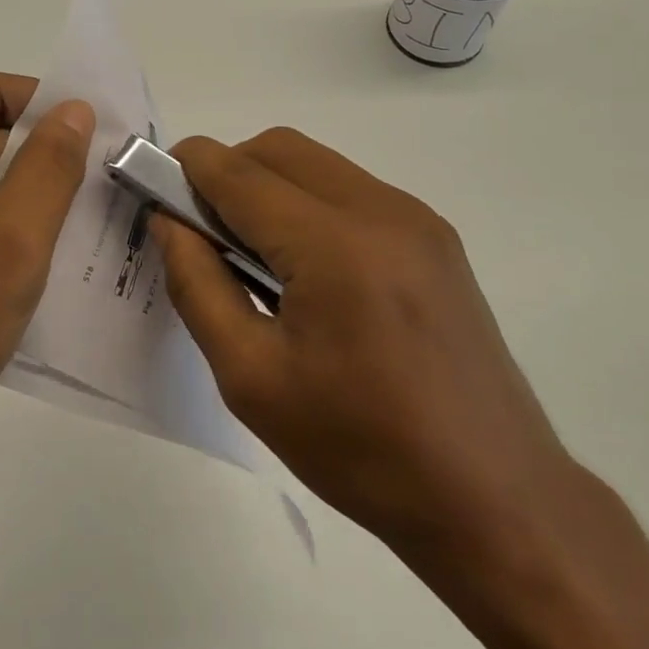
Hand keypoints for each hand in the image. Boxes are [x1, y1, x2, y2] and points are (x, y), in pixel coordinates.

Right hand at [155, 128, 576, 565]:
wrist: (494, 500)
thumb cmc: (359, 449)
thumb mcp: (251, 377)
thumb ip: (197, 284)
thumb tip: (169, 221)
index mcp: (334, 246)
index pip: (237, 172)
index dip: (185, 168)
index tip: (154, 190)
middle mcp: (381, 210)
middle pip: (277, 148)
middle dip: (226, 171)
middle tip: (203, 233)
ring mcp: (417, 218)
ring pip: (316, 163)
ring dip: (268, 185)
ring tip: (256, 258)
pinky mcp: (436, 237)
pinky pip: (351, 189)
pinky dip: (309, 203)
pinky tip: (309, 271)